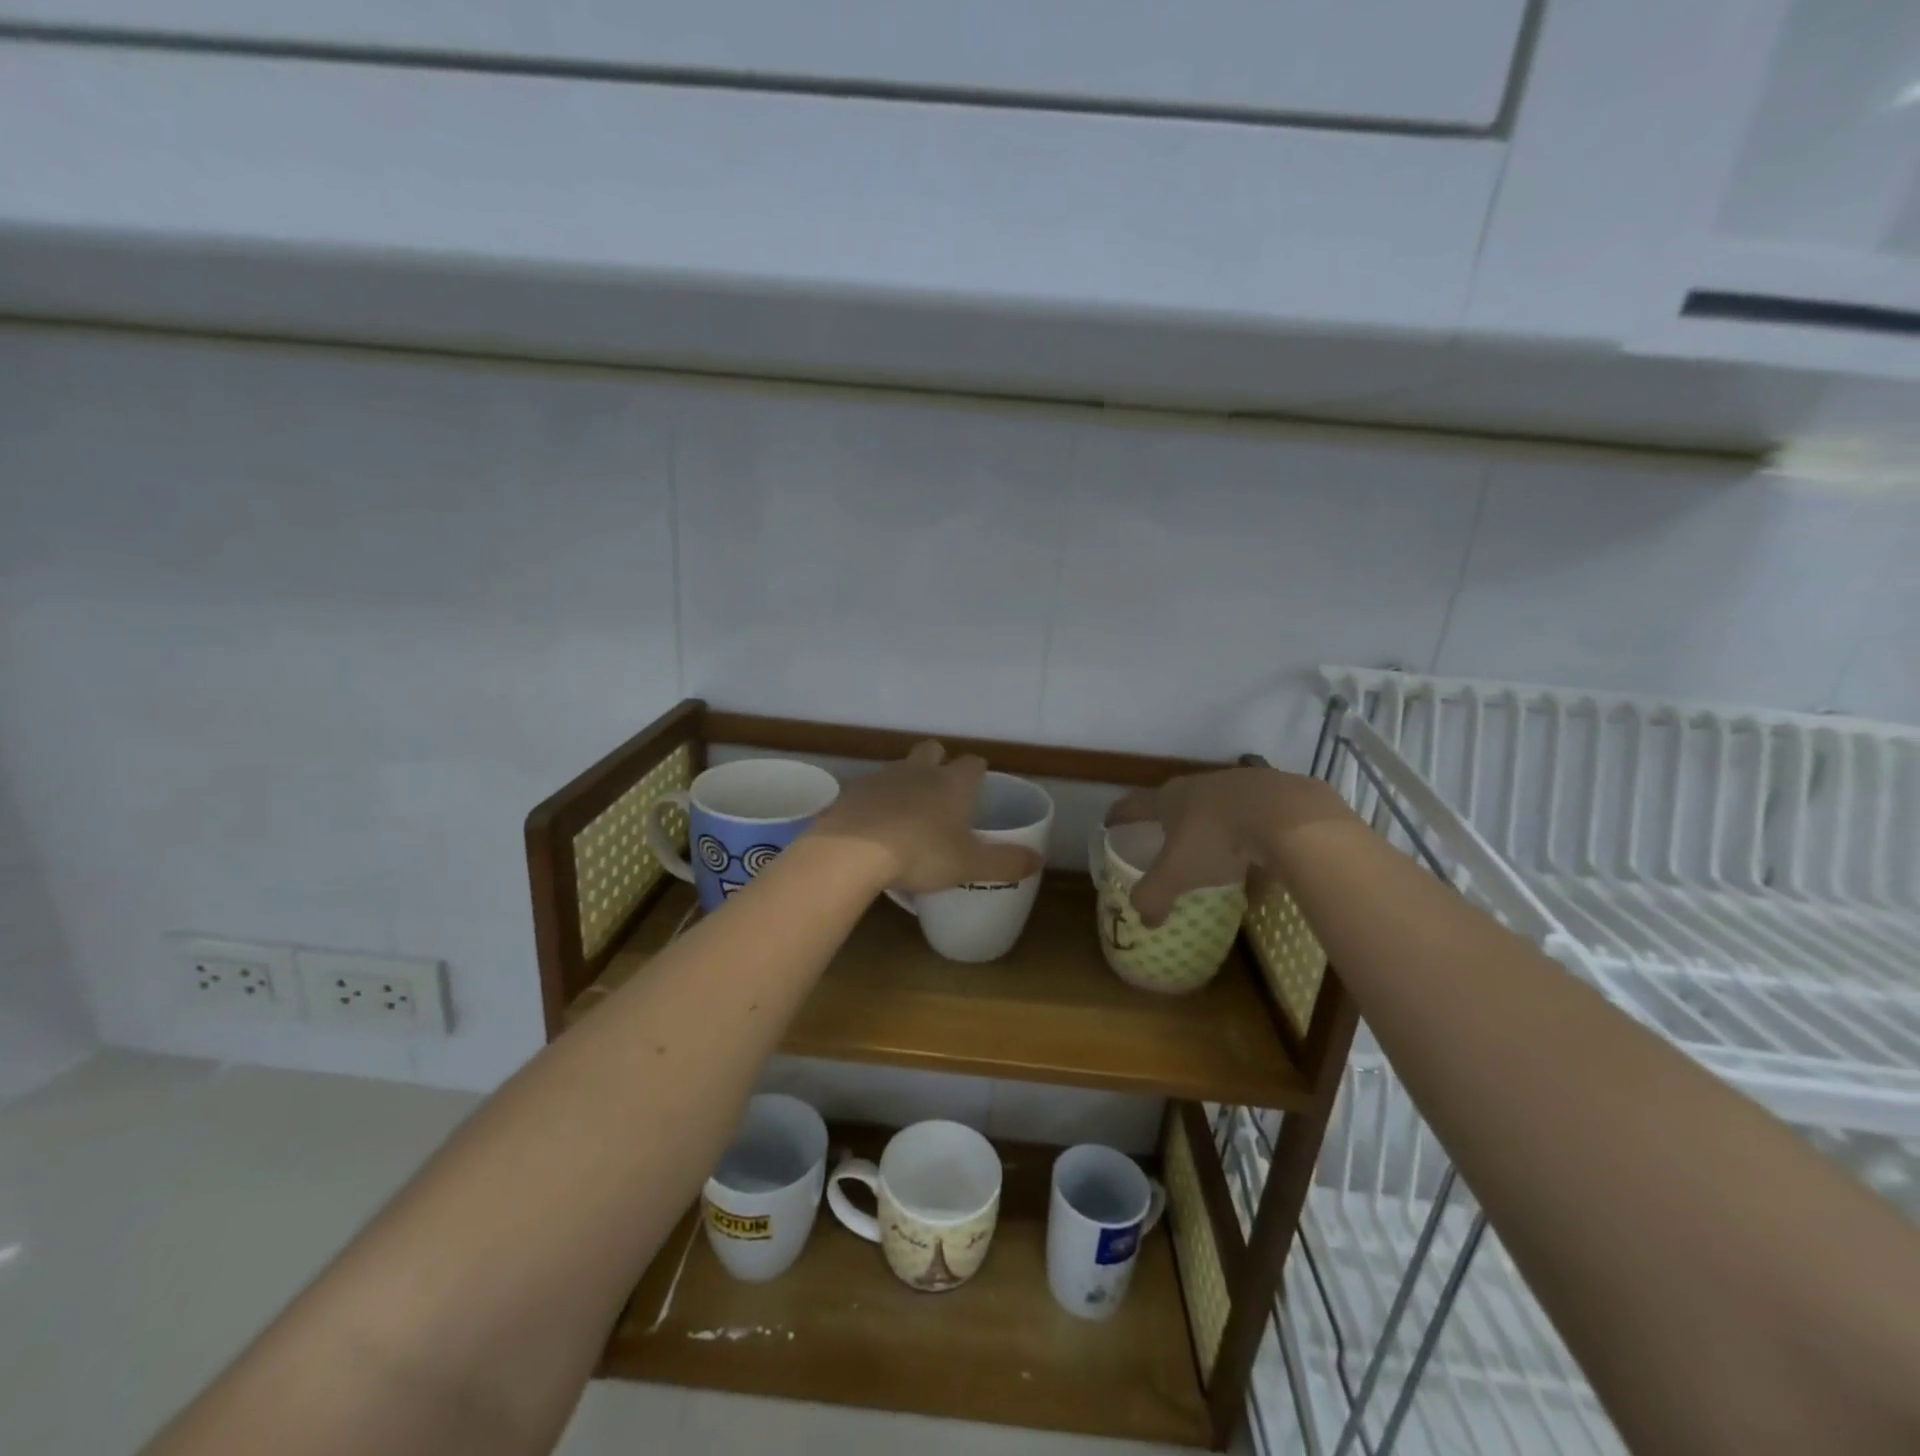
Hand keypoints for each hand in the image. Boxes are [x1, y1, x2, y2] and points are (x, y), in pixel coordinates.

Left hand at [810, 741, 1043, 894]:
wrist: (852, 851)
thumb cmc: (920, 853)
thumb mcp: (969, 864)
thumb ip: (1005, 862)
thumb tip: (1038, 859)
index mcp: (952, 784)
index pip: (973, 763)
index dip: (978, 771)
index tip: (979, 783)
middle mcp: (919, 771)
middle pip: (933, 749)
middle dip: (939, 761)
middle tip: (942, 789)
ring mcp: (882, 777)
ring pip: (900, 767)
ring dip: (906, 780)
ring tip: (908, 810)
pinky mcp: (853, 791)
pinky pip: (871, 789)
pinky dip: (877, 800)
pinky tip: (875, 823)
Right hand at [1106, 766, 1356, 926]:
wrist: (1286, 816)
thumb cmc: (1217, 840)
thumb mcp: (1177, 874)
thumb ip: (1154, 896)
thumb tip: (1143, 919)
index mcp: (1169, 798)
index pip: (1134, 805)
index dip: (1119, 815)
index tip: (1109, 823)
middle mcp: (1199, 785)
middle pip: (1176, 802)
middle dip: (1168, 821)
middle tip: (1164, 840)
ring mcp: (1239, 785)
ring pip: (1216, 808)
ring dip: (1210, 827)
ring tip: (1214, 852)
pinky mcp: (1274, 794)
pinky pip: (1252, 819)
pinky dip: (1248, 836)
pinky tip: (1259, 859)